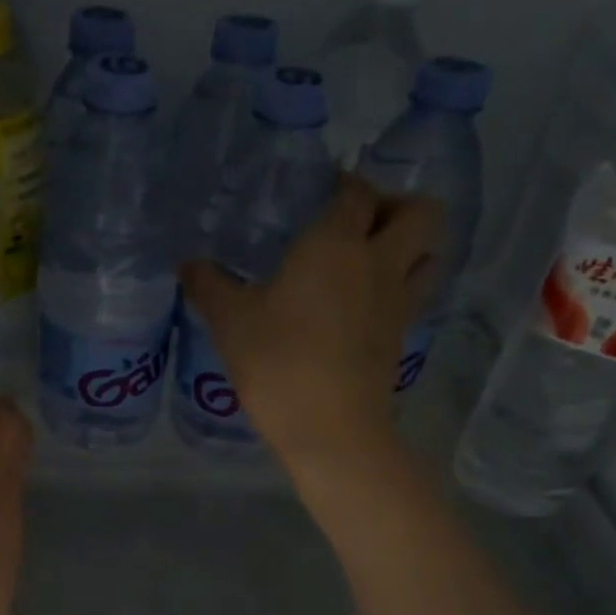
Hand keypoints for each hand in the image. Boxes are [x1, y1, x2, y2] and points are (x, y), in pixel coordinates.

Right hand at [180, 176, 443, 473]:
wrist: (330, 429)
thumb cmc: (277, 362)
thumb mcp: (230, 321)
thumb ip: (208, 285)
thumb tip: (186, 265)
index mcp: (336, 243)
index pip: (356, 192)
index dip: (344, 185)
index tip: (321, 192)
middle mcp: (378, 261)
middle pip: (420, 212)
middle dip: (395, 205)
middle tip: (357, 223)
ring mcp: (398, 300)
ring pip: (429, 253)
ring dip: (409, 245)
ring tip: (369, 260)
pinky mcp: (401, 336)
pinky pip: (415, 293)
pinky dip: (399, 285)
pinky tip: (362, 303)